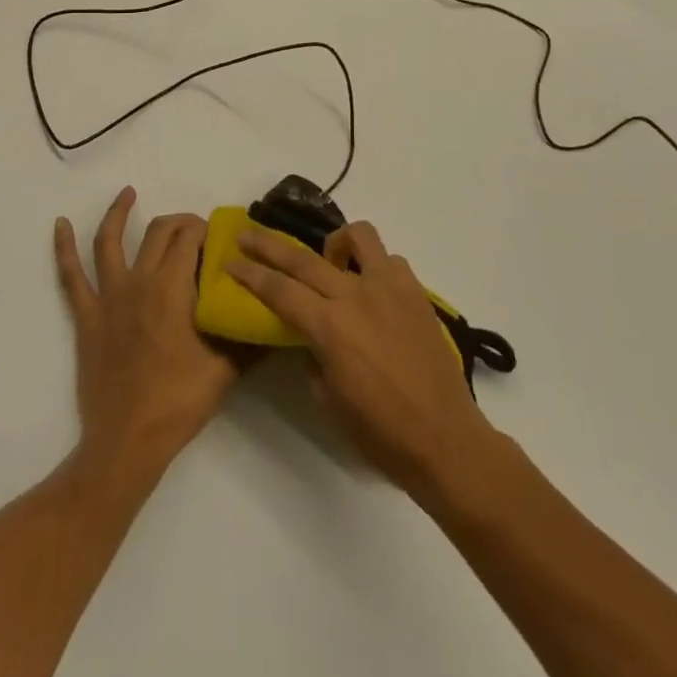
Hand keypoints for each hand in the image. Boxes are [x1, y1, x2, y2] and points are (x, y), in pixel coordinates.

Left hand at [54, 188, 240, 478]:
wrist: (128, 441)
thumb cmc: (179, 402)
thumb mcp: (227, 368)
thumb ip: (249, 336)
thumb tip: (273, 314)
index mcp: (172, 289)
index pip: (190, 239)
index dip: (207, 230)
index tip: (221, 237)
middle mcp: (138, 282)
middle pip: (158, 233)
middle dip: (180, 222)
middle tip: (196, 228)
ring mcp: (108, 298)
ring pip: (110, 241)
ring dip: (118, 213)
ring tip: (127, 192)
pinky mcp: (87, 316)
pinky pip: (71, 276)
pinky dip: (63, 248)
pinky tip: (60, 225)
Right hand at [228, 221, 498, 502]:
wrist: (446, 440)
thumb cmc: (381, 432)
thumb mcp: (329, 400)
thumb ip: (313, 356)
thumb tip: (312, 336)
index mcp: (330, 327)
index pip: (279, 290)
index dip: (250, 275)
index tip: (230, 262)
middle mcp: (356, 296)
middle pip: (303, 258)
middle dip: (268, 245)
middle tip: (247, 236)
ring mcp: (390, 288)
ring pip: (358, 237)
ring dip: (335, 243)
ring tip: (330, 261)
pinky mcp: (416, 293)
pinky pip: (389, 261)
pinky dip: (373, 267)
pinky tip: (371, 289)